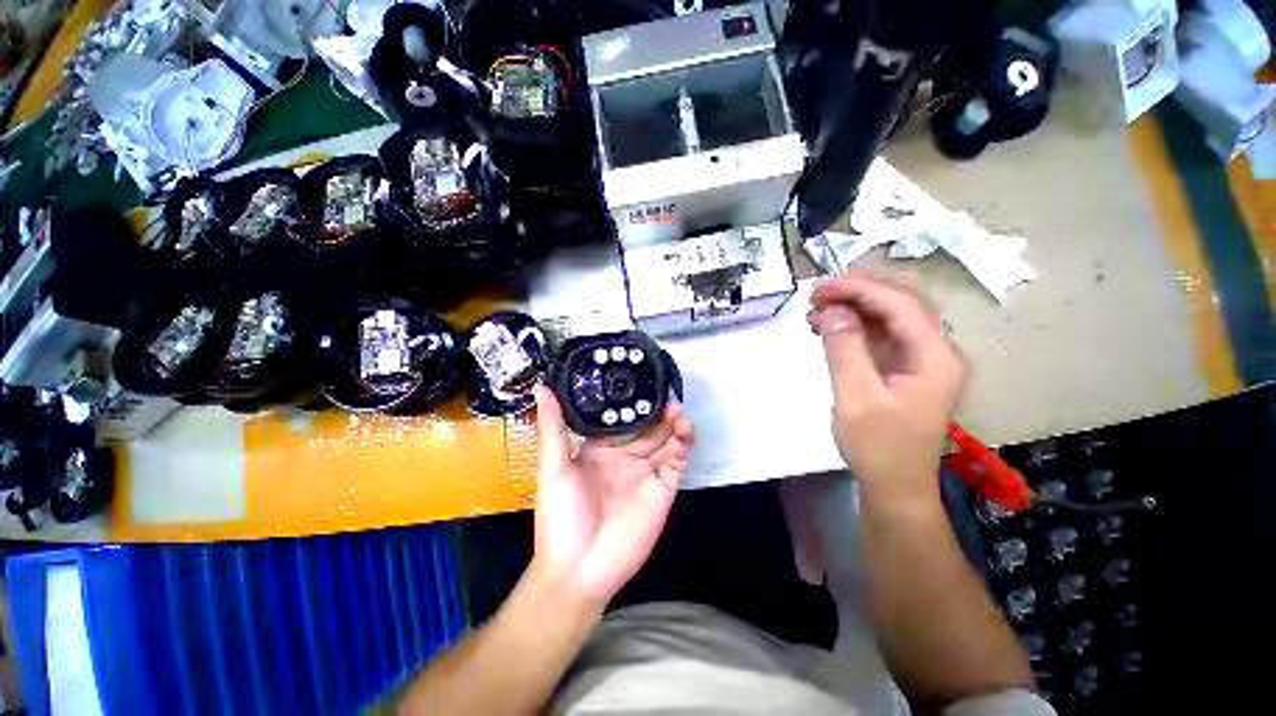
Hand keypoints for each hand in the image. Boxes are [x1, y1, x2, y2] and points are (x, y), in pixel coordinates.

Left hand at [530, 385, 694, 605]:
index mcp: (601, 449)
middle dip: (660, 412)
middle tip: (669, 397)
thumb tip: (541, 385)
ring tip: (679, 414)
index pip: (622, 419)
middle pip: (649, 427)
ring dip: (676, 427)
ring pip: (666, 442)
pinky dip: (682, 450)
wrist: (579, 570)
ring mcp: (645, 474)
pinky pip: (676, 465)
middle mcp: (626, 457)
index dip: (635, 402)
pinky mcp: (662, 492)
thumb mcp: (553, 467)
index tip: (645, 382)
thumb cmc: (561, 516)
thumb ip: (553, 426)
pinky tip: (682, 439)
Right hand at [808, 272, 966, 506]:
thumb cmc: (878, 447)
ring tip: (815, 312)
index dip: (859, 289)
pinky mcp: (904, 369)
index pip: (899, 305)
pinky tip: (827, 329)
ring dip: (853, 309)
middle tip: (815, 296)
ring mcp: (921, 360)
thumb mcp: (855, 397)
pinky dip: (853, 327)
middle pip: (900, 304)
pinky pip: (881, 335)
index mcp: (935, 358)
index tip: (819, 288)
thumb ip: (845, 349)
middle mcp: (936, 352)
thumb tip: (833, 310)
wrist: (894, 485)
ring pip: (889, 317)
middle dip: (856, 293)